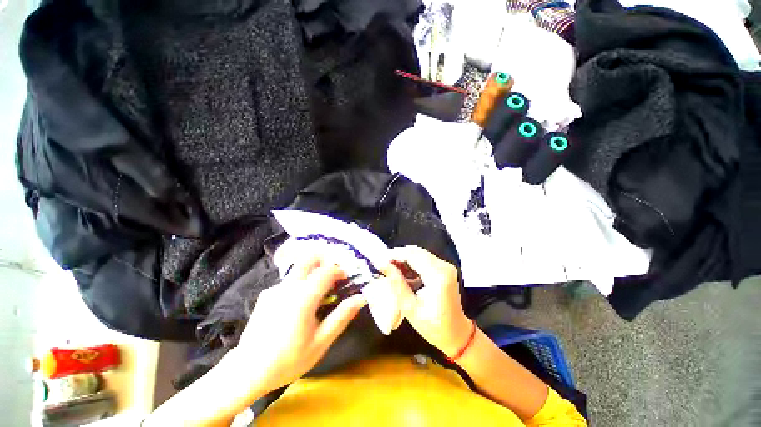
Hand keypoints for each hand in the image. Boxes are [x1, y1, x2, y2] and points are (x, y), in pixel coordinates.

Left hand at [235, 256, 366, 393]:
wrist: (247, 373)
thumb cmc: (289, 360)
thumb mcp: (321, 341)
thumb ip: (342, 316)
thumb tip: (361, 298)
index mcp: (303, 297)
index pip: (327, 270)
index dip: (340, 270)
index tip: (346, 278)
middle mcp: (288, 287)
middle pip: (309, 258)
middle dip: (325, 260)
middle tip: (333, 274)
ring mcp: (275, 289)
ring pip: (299, 269)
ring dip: (313, 272)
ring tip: (320, 292)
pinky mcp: (266, 294)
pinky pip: (289, 281)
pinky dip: (301, 283)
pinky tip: (300, 305)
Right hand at [384, 246, 471, 357]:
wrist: (456, 334)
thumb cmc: (433, 326)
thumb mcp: (409, 307)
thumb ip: (396, 282)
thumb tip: (382, 264)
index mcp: (438, 276)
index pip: (412, 255)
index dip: (394, 254)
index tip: (379, 259)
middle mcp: (444, 266)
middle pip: (416, 251)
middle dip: (397, 255)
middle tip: (382, 263)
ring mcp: (445, 266)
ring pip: (419, 254)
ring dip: (404, 258)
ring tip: (390, 268)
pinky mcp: (444, 269)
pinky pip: (424, 259)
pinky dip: (411, 263)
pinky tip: (402, 272)